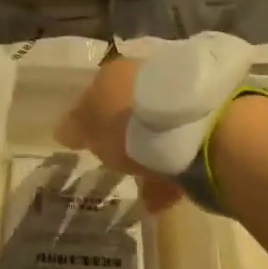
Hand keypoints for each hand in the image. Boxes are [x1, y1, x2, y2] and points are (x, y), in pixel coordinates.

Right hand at [55, 56, 185, 211]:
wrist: (196, 129)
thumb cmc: (130, 122)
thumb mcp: (91, 126)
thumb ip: (77, 126)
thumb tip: (62, 129)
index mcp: (118, 70)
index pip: (99, 87)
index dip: (90, 111)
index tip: (86, 136)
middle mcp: (150, 74)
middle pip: (131, 104)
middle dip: (123, 130)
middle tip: (114, 158)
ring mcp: (181, 97)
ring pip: (158, 126)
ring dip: (148, 154)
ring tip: (139, 187)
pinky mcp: (205, 124)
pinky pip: (180, 149)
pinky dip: (168, 172)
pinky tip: (159, 198)